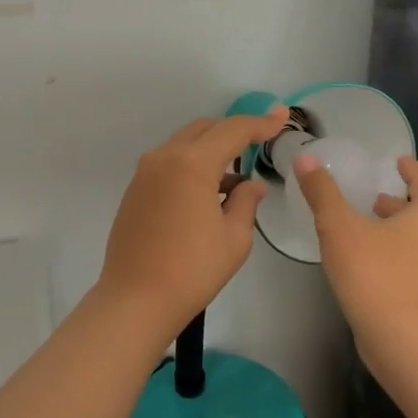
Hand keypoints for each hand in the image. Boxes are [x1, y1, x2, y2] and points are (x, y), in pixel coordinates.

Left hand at [98, 106, 288, 337]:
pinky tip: (208, 193)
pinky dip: (191, 166)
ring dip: (211, 151)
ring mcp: (145, 173)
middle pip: (205, 129)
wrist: (135, 299)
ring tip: (236, 178)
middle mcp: (164, 157)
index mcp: (192, 163)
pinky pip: (169, 164)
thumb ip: (246, 201)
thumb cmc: (192, 269)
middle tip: (260, 143)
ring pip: (185, 145)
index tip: (282, 117)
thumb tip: (251, 185)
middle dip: (233, 132)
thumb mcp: (234, 237)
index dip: (261, 123)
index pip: (233, 130)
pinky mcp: (135, 190)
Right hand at [293, 154, 417, 342]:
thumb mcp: (339, 227)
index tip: (396, 163)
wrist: (401, 341)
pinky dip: (403, 250)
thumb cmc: (373, 272)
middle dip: (401, 201)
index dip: (410, 169)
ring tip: (370, 227)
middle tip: (374, 198)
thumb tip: (305, 157)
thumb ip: (322, 191)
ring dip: (401, 227)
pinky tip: (375, 259)